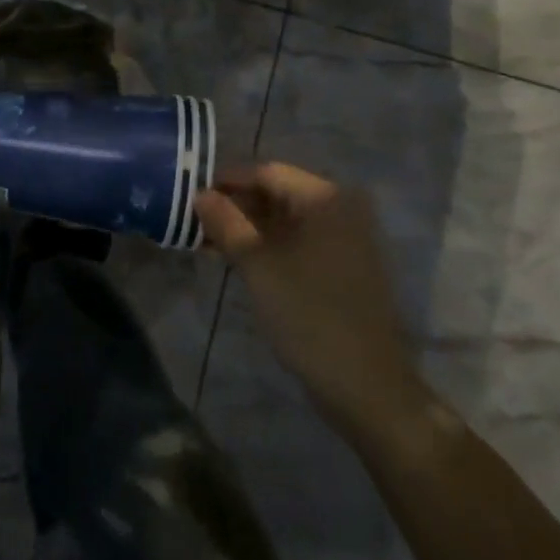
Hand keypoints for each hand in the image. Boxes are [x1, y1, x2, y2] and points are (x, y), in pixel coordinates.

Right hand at [197, 164, 423, 431]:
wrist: (367, 388)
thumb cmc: (309, 315)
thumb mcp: (257, 265)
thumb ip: (226, 223)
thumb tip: (200, 194)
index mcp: (324, 198)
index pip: (266, 172)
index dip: (226, 181)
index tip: (191, 196)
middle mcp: (339, 208)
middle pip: (276, 193)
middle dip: (235, 206)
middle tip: (196, 222)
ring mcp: (345, 238)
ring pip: (285, 220)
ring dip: (248, 228)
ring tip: (209, 243)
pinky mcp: (344, 266)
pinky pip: (298, 241)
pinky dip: (268, 246)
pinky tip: (238, 260)